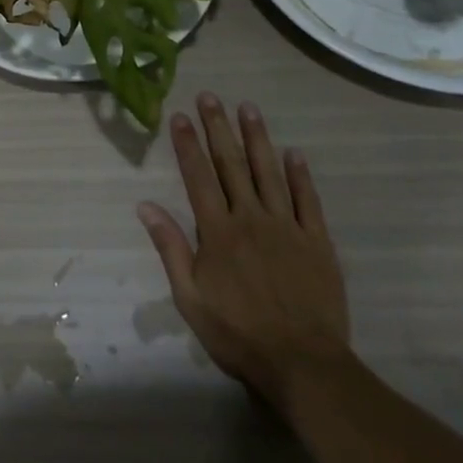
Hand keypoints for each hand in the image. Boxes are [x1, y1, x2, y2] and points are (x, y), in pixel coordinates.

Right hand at [138, 93, 350, 405]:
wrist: (305, 366)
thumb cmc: (239, 334)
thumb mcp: (190, 299)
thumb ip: (170, 248)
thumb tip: (145, 205)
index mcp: (218, 231)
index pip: (199, 176)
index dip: (188, 144)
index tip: (180, 115)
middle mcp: (250, 218)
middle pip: (231, 164)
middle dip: (218, 127)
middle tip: (210, 96)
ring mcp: (287, 227)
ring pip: (269, 172)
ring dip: (257, 138)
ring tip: (248, 108)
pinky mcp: (317, 242)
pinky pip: (307, 201)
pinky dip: (300, 175)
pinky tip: (294, 153)